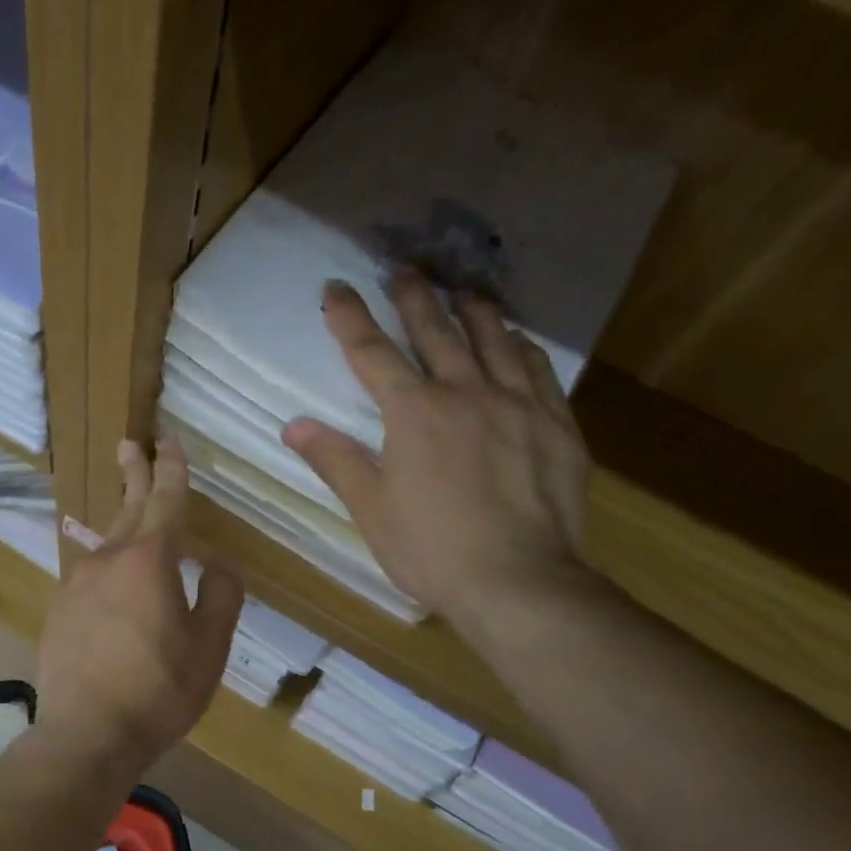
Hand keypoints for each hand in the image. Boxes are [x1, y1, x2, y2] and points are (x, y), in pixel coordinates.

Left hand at [35, 436, 243, 768]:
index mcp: (149, 560)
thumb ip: (220, 597)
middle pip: (126, 508)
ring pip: (105, 543)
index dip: (171, 469)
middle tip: (130, 445)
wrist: (86, 734)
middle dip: (134, 474)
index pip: (165, 500)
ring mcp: (76, 584)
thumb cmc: (158, 689)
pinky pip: (90, 576)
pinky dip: (107, 566)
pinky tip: (113, 583)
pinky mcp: (59, 611)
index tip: (168, 441)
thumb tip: (216, 568)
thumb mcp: (209, 647)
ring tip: (128, 513)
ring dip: (120, 521)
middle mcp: (107, 560)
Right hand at [282, 273, 591, 639]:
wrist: (519, 582)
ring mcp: (516, 404)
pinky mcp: (556, 424)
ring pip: (493, 340)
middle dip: (414, 297)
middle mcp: (465, 393)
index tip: (336, 288)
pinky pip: (537, 370)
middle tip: (402, 269)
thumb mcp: (371, 511)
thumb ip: (336, 461)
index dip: (350, 318)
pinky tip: (517, 340)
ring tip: (464, 290)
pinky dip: (521, 347)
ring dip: (473, 310)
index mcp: (413, 413)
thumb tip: (294, 426)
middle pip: (435, 331)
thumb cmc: (432, 551)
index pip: (372, 353)